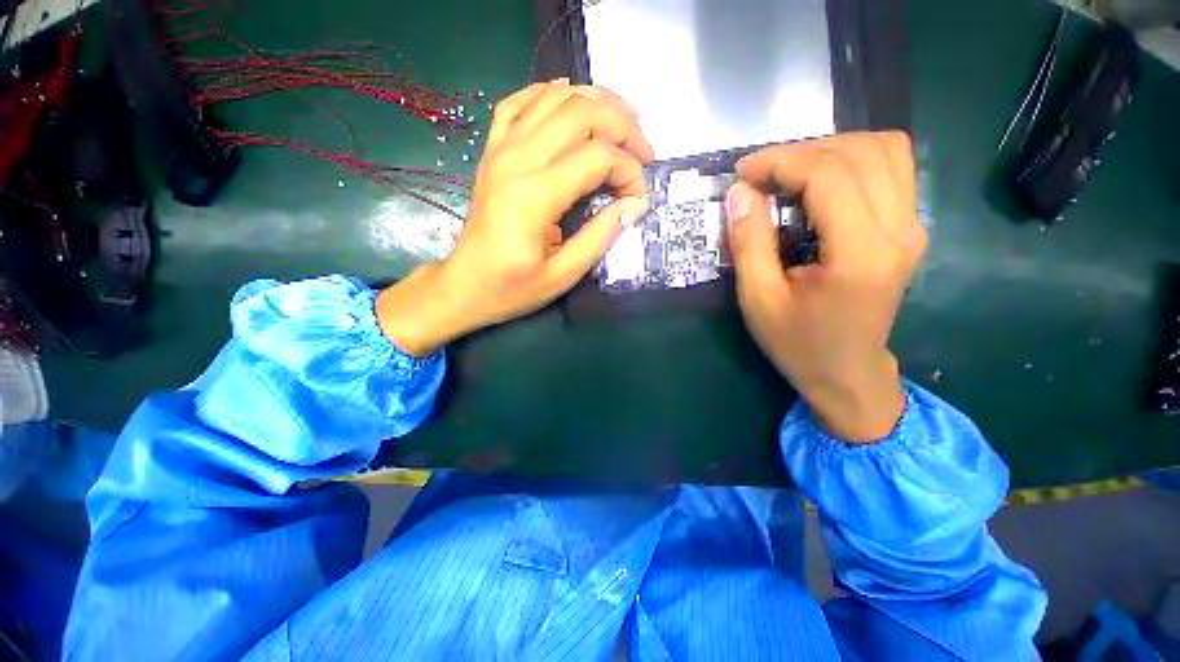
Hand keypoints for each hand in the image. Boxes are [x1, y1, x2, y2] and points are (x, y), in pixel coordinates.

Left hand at [376, 80, 653, 355]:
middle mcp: (516, 160)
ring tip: (624, 120)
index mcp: (534, 196)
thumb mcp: (563, 275)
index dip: (629, 172)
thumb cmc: (513, 288)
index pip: (597, 158)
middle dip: (623, 126)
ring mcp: (500, 149)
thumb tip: (635, 205)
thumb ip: (601, 236)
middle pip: (580, 114)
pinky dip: (551, 92)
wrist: (465, 284)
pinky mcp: (492, 150)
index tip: (640, 198)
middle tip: (644, 152)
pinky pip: (520, 102)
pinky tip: (573, 99)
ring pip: (554, 97)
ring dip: (597, 101)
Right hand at [726, 132, 926, 442]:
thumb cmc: (798, 343)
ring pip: (885, 150)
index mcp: (860, 252)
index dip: (780, 161)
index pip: (828, 174)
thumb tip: (740, 192)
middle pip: (860, 151)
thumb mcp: (758, 299)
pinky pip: (891, 169)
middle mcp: (899, 230)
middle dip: (801, 152)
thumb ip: (749, 243)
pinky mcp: (910, 229)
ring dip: (831, 150)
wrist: (847, 373)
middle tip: (762, 176)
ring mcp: (912, 227)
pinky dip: (852, 162)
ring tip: (790, 175)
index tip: (742, 171)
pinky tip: (820, 185)